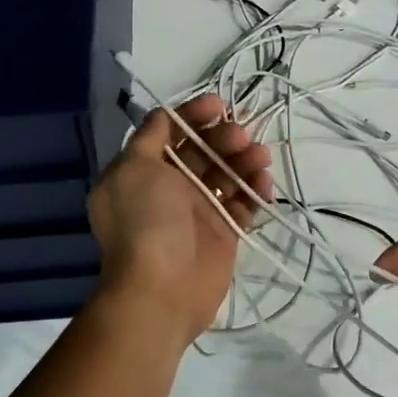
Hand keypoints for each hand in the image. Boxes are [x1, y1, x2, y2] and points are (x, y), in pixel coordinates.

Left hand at [87, 96, 274, 341]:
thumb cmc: (145, 221)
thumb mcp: (133, 168)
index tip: (218, 105)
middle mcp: (169, 187)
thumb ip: (150, 137)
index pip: (171, 131)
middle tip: (241, 136)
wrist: (161, 291)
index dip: (194, 114)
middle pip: (202, 149)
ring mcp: (198, 210)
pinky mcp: (224, 231)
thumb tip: (164, 116)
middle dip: (223, 136)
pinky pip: (243, 202)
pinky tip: (263, 183)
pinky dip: (255, 190)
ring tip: (259, 157)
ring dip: (244, 159)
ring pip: (226, 173)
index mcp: (143, 170)